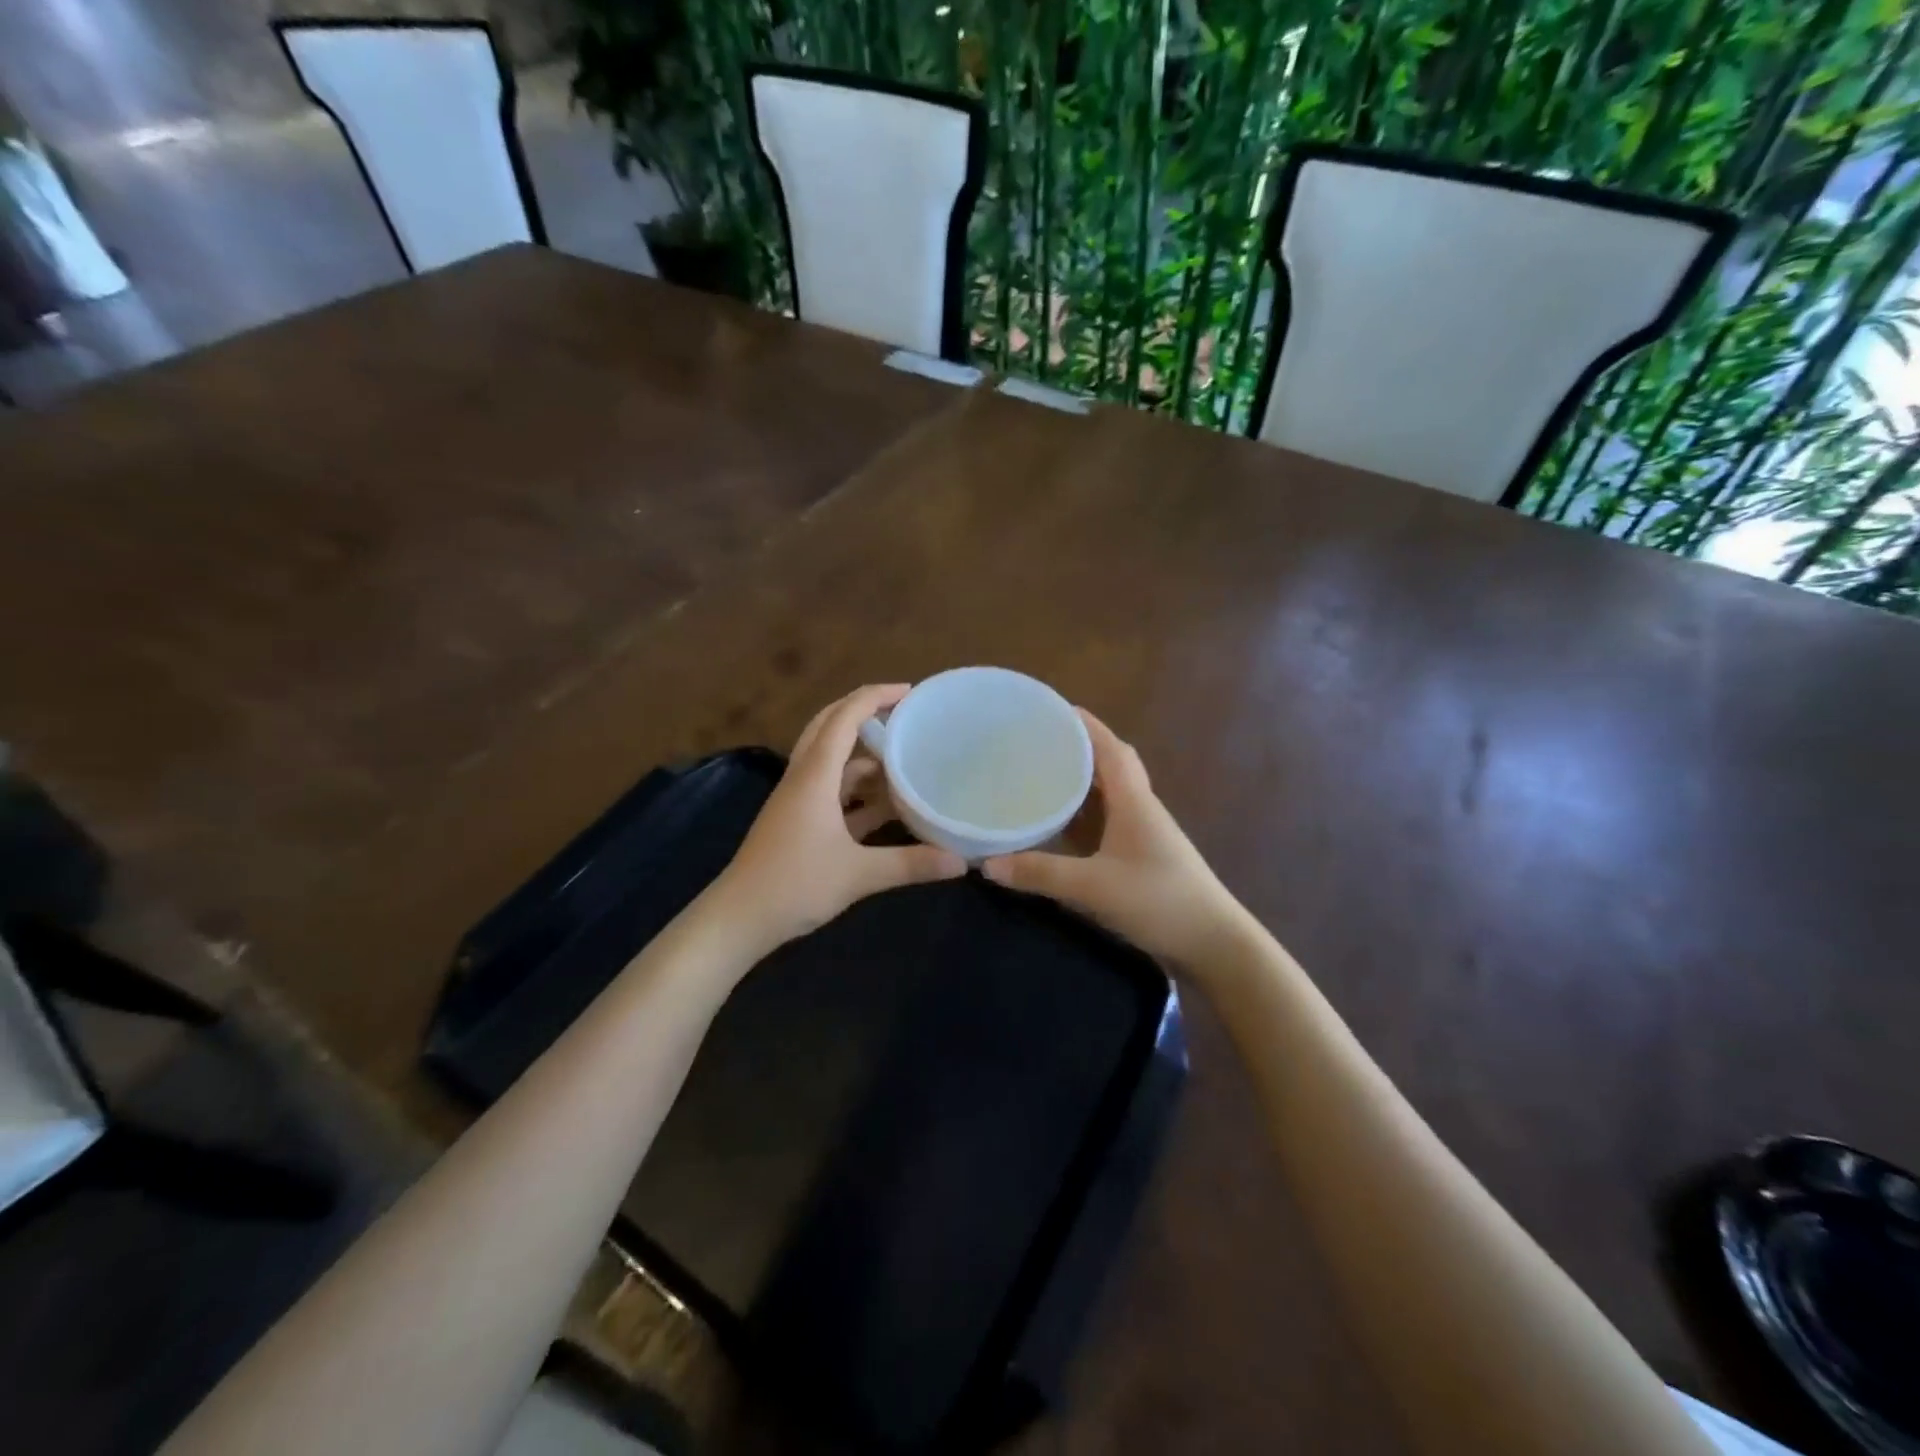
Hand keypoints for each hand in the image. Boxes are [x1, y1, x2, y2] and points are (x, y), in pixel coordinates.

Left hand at [709, 684, 965, 957]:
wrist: (738, 919)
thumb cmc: (794, 885)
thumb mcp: (859, 875)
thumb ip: (911, 865)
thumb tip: (961, 863)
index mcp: (814, 776)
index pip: (844, 718)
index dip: (875, 697)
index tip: (910, 692)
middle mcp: (804, 778)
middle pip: (831, 728)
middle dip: (865, 714)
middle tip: (904, 715)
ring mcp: (798, 801)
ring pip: (833, 763)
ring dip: (865, 757)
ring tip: (905, 759)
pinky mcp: (798, 823)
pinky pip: (833, 793)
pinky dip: (859, 792)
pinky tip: (888, 806)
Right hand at [983, 710, 1246, 969]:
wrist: (1213, 944)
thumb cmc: (1160, 901)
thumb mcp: (1094, 886)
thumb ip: (1041, 874)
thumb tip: (987, 864)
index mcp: (1134, 801)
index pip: (1110, 748)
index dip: (1083, 724)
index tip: (1051, 708)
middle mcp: (1140, 808)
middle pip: (1110, 764)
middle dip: (1077, 748)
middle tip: (1037, 743)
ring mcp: (1143, 833)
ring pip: (1109, 794)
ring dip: (1080, 781)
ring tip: (1041, 775)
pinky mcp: (1141, 856)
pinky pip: (1107, 821)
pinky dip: (1083, 814)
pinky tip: (1060, 825)